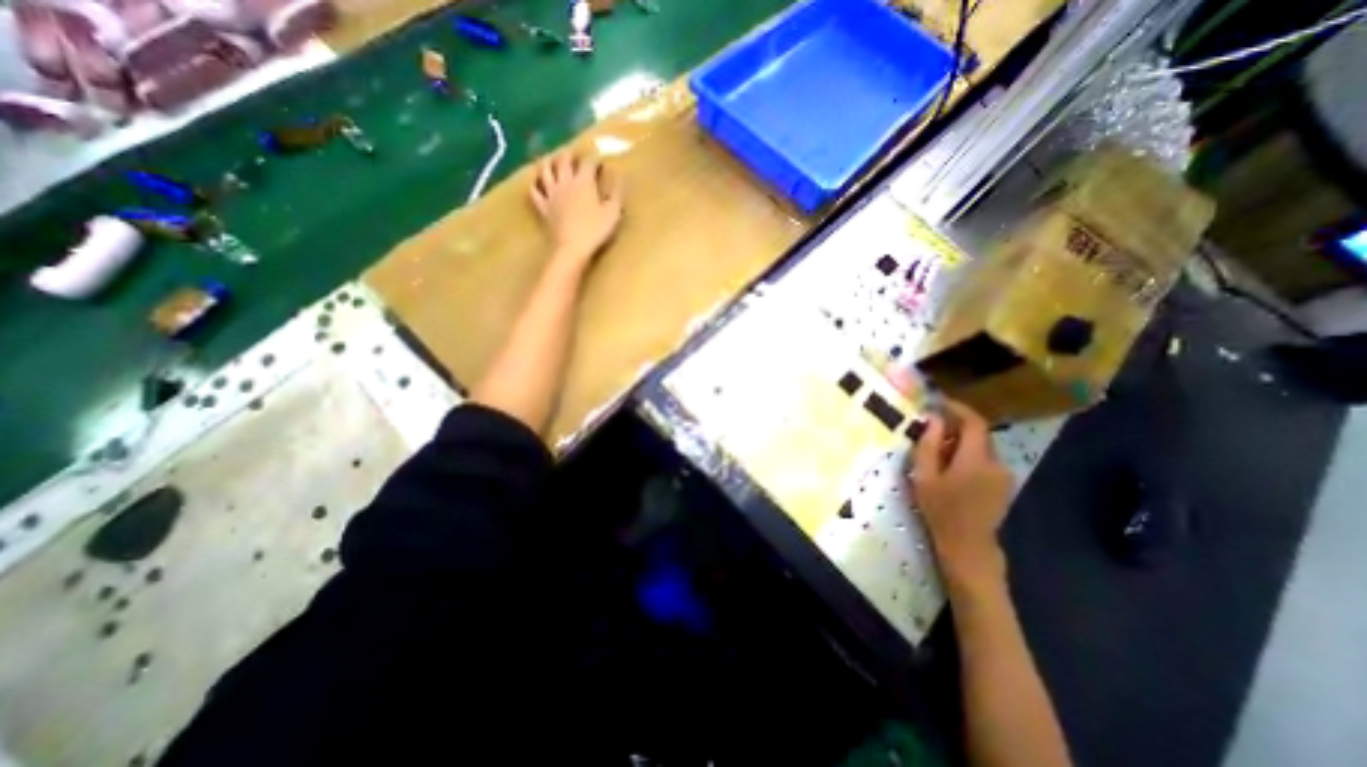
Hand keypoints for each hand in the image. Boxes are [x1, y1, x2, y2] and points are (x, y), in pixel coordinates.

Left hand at [528, 151, 622, 267]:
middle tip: (574, 154)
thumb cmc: (595, 231)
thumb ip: (616, 193)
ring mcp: (551, 194)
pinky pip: (534, 191)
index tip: (600, 161)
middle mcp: (565, 182)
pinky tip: (537, 182)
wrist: (571, 248)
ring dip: (548, 162)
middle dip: (569, 154)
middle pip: (563, 160)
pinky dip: (535, 184)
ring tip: (552, 160)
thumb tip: (619, 175)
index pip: (588, 162)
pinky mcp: (543, 207)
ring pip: (545, 170)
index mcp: (584, 182)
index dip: (595, 158)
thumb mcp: (613, 213)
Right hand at [905, 401, 1012, 585]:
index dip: (957, 408)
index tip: (938, 403)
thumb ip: (928, 444)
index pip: (973, 422)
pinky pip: (985, 460)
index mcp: (976, 458)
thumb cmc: (941, 510)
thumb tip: (933, 419)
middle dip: (955, 426)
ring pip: (981, 447)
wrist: (968, 546)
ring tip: (937, 451)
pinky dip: (968, 455)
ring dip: (961, 442)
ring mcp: (1004, 474)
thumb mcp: (924, 476)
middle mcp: (996, 462)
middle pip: (978, 433)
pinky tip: (952, 468)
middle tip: (930, 429)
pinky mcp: (1004, 485)